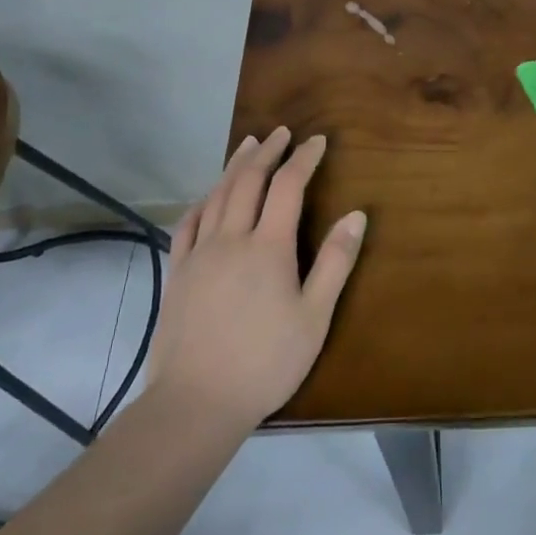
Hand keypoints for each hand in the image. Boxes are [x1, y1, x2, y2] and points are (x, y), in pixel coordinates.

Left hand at [151, 127, 366, 430]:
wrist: (196, 402)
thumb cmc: (266, 361)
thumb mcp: (314, 317)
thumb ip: (336, 262)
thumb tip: (357, 215)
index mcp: (269, 246)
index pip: (289, 186)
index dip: (304, 159)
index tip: (318, 141)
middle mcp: (232, 238)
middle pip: (249, 181)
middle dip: (268, 152)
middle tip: (282, 132)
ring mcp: (200, 254)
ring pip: (217, 195)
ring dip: (235, 166)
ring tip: (248, 145)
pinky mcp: (178, 273)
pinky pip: (188, 224)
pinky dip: (202, 201)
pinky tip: (208, 196)